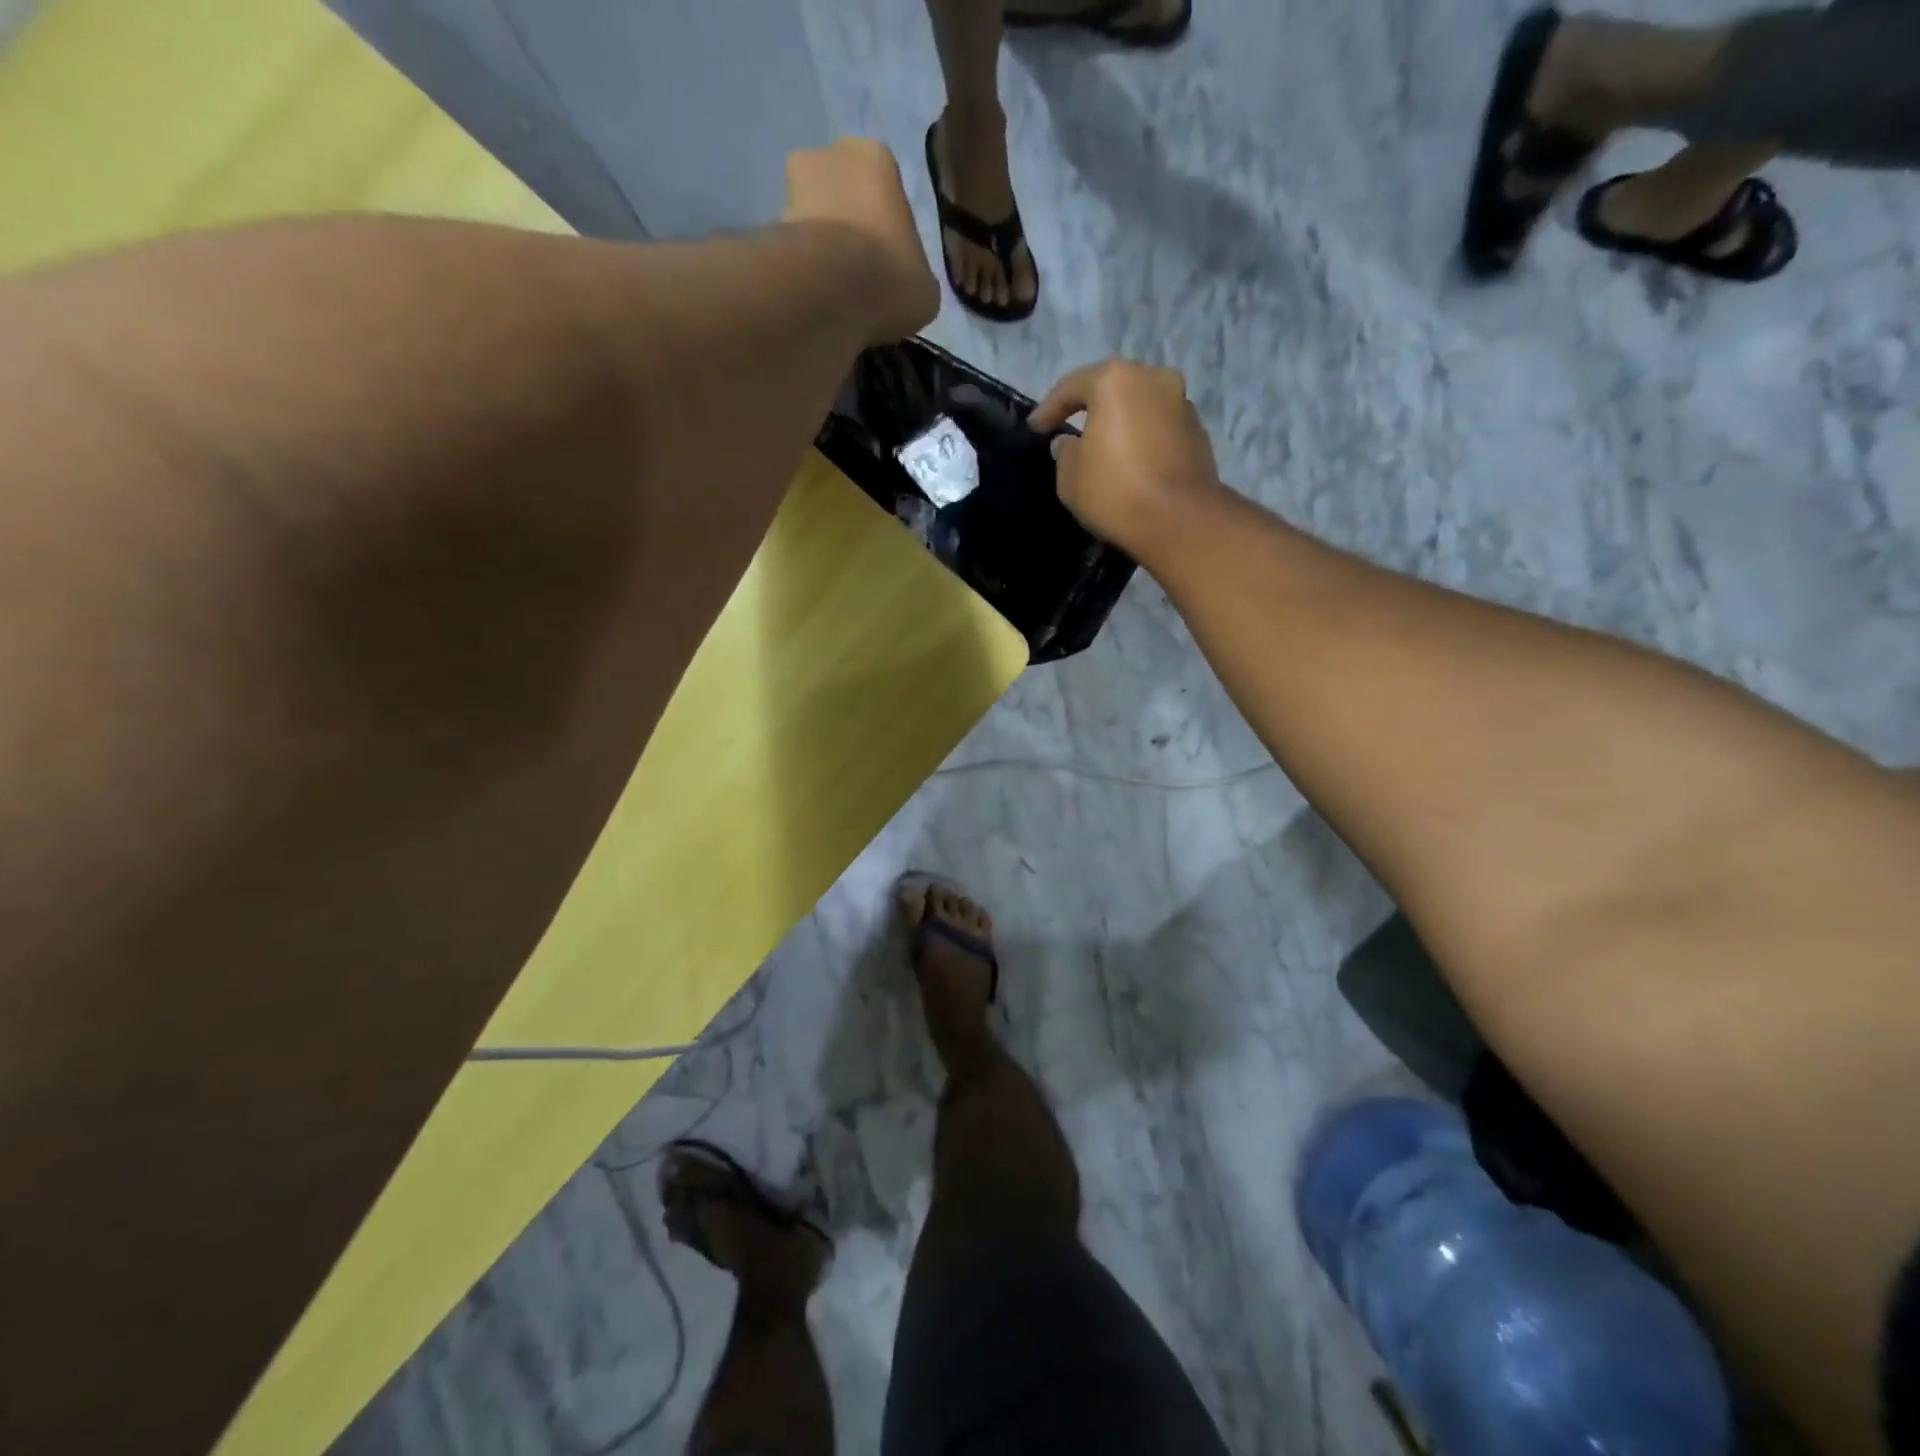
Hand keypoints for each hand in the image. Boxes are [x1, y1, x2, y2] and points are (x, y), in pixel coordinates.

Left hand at [784, 138, 938, 343]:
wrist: (830, 292)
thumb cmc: (890, 277)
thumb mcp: (923, 287)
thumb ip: (912, 276)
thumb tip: (901, 288)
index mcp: (875, 157)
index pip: (884, 186)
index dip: (887, 227)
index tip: (888, 262)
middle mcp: (828, 156)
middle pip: (841, 193)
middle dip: (847, 227)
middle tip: (859, 275)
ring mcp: (791, 188)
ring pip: (813, 219)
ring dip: (821, 250)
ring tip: (835, 294)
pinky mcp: (768, 226)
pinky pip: (792, 249)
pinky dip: (802, 271)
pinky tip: (815, 301)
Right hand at [1029, 360, 1222, 558]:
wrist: (1179, 520)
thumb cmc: (1114, 490)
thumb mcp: (1070, 476)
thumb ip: (1064, 452)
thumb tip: (1069, 442)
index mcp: (1116, 380)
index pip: (1071, 387)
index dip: (1048, 409)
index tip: (1035, 429)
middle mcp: (1154, 378)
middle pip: (1113, 389)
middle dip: (1090, 408)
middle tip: (1071, 428)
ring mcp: (1182, 403)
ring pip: (1140, 406)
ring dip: (1121, 422)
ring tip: (1104, 447)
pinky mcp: (1198, 431)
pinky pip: (1160, 428)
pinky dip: (1143, 438)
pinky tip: (1132, 462)